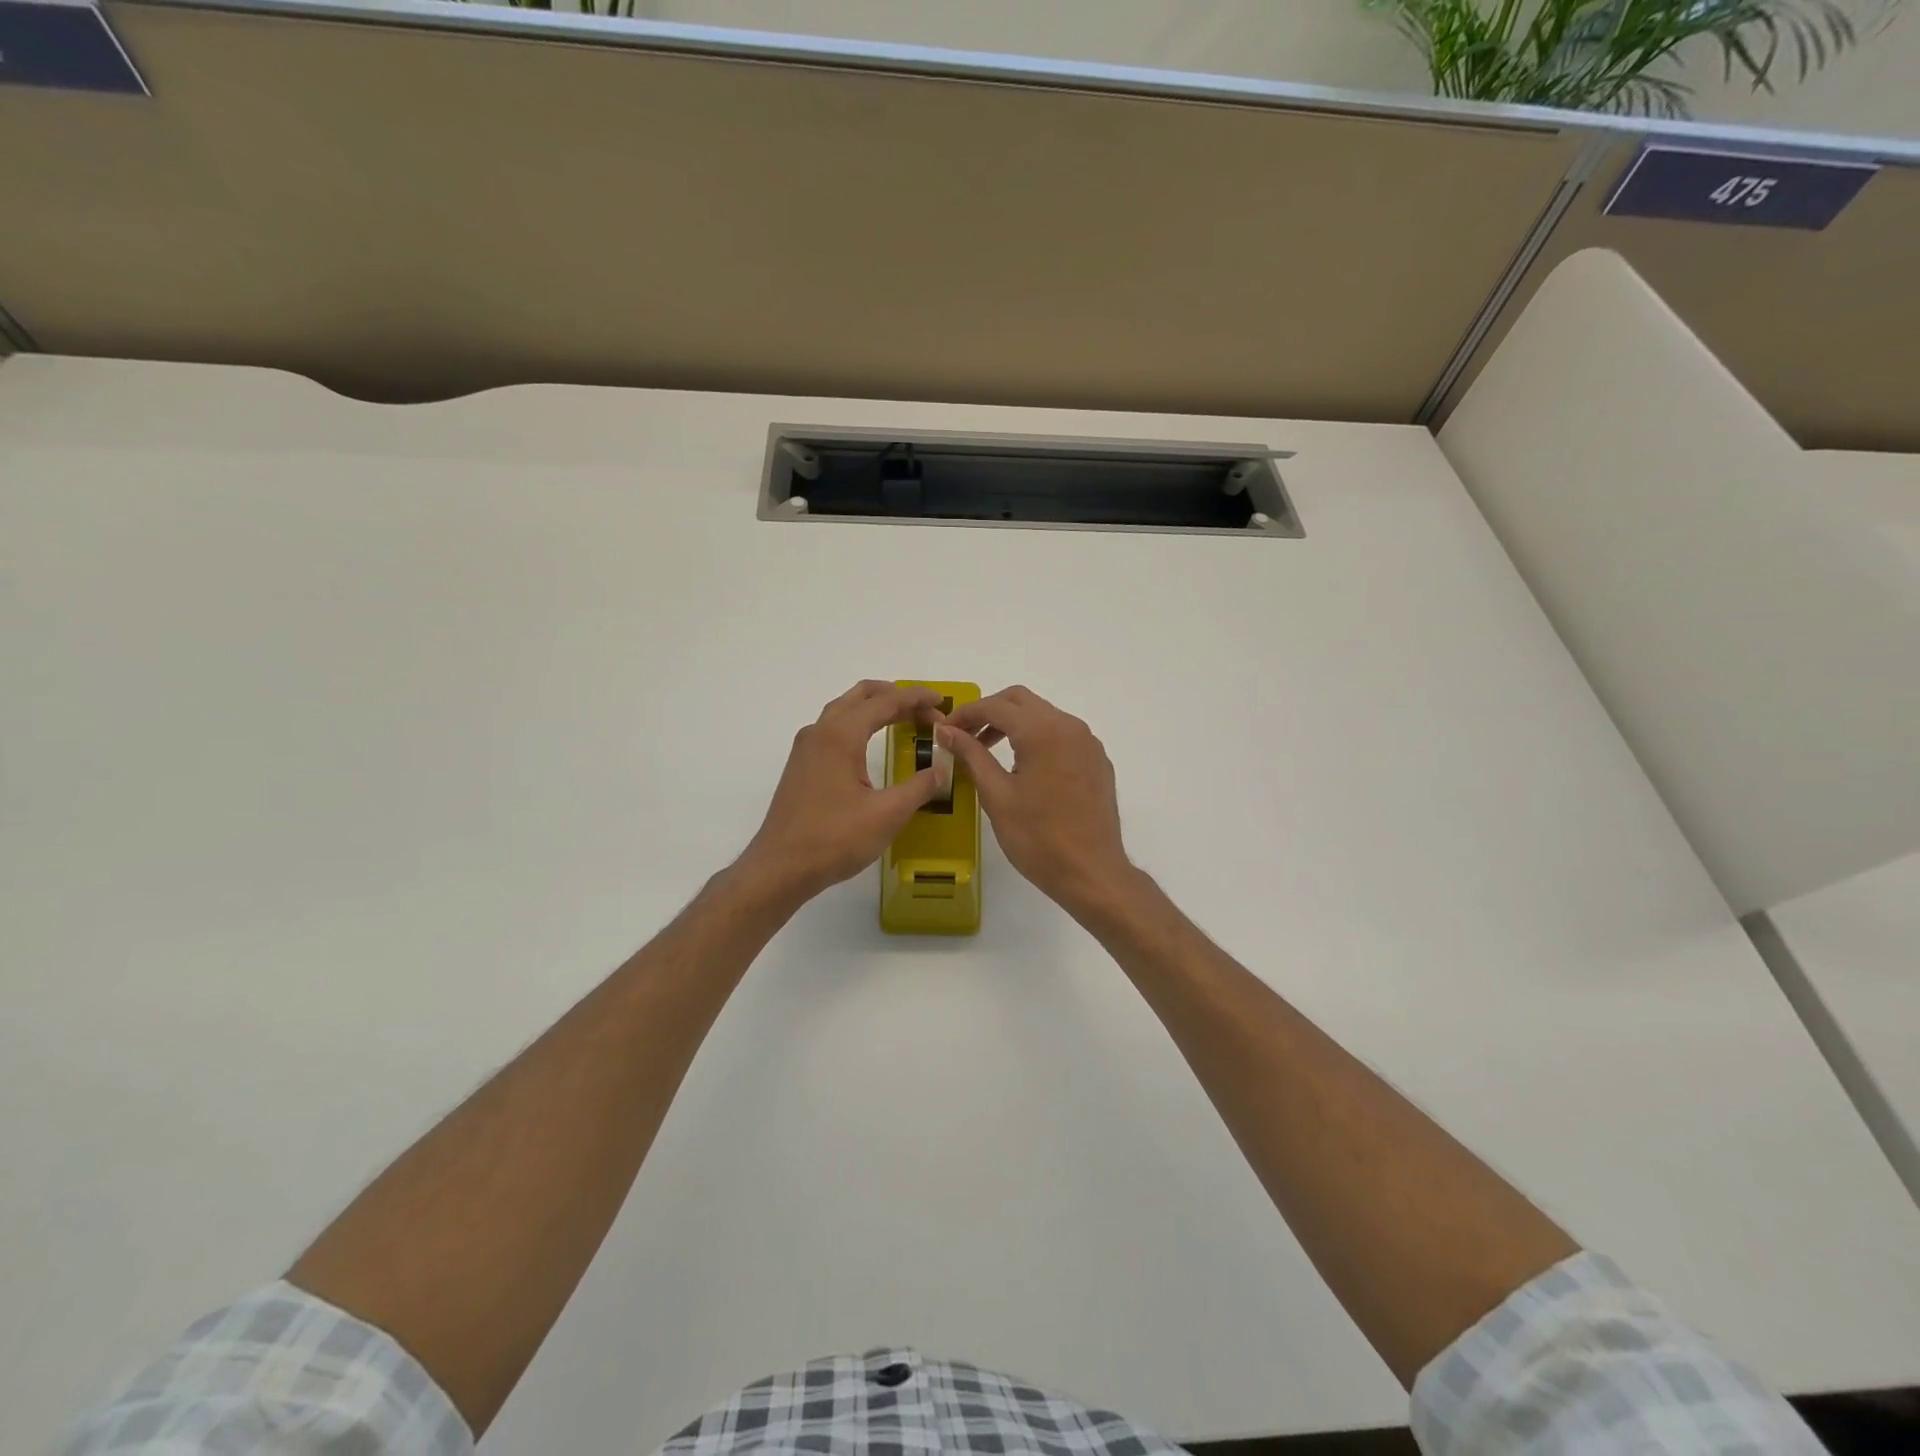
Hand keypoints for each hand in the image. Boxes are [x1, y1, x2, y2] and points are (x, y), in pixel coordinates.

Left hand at [738, 681, 947, 906]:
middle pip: (861, 696)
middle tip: (927, 710)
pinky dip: (859, 723)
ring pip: (844, 710)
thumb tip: (941, 770)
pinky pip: (834, 729)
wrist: (780, 868)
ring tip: (905, 719)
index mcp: (841, 736)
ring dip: (876, 708)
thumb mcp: (887, 815)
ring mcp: (806, 748)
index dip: (916, 698)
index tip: (942, 701)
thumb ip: (919, 787)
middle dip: (896, 696)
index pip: (884, 702)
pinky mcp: (802, 765)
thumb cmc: (834, 839)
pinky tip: (871, 744)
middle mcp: (820, 732)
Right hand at [937, 686, 1135, 917]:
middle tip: (964, 736)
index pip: (995, 706)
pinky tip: (1023, 767)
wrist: (1092, 873)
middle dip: (989, 712)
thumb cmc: (1038, 838)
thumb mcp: (997, 796)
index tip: (944, 730)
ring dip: (1013, 724)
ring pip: (1043, 715)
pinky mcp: (1097, 761)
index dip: (965, 714)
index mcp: (1043, 731)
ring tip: (987, 751)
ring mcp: (1088, 743)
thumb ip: (971, 755)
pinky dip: (1037, 738)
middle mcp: (1069, 726)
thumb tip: (946, 731)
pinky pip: (1062, 735)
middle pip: (1021, 701)